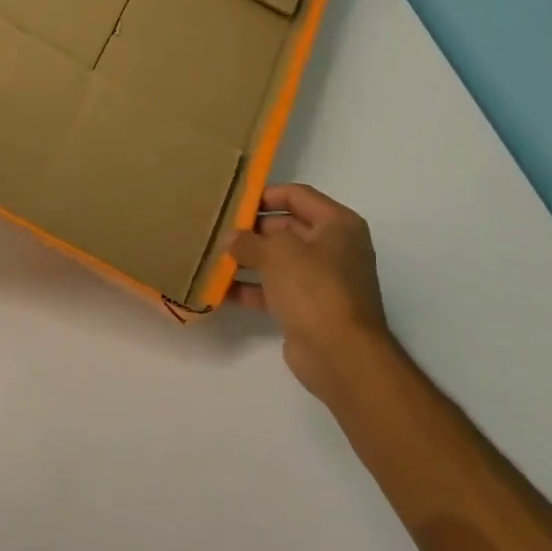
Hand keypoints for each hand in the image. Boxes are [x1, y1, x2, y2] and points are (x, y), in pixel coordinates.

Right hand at [230, 184, 393, 405]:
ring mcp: (321, 280)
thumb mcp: (277, 253)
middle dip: (251, 230)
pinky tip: (218, 290)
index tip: (231, 202)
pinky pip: (274, 290)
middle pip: (286, 227)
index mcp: (337, 224)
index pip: (297, 195)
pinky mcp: (307, 308)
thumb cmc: (315, 289)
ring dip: (246, 259)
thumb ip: (249, 240)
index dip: (264, 195)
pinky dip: (249, 289)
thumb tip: (231, 238)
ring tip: (210, 256)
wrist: (341, 355)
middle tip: (215, 229)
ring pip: (277, 261)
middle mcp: (333, 248)